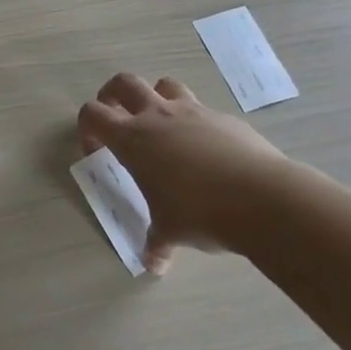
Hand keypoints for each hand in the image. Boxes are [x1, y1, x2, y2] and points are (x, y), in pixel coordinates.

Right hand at [78, 73, 300, 273]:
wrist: (263, 198)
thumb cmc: (201, 213)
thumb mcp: (170, 231)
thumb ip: (157, 243)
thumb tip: (154, 266)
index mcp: (133, 139)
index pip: (93, 114)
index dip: (87, 128)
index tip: (96, 150)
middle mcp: (158, 116)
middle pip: (123, 83)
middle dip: (113, 95)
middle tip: (117, 118)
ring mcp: (193, 112)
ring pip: (164, 85)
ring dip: (156, 98)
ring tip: (162, 126)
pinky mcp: (224, 118)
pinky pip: (202, 109)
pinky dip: (196, 122)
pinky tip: (207, 151)